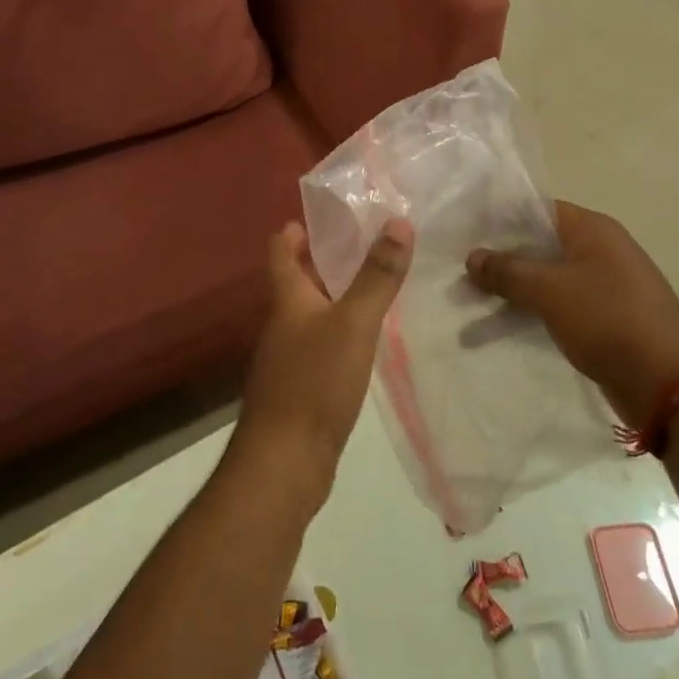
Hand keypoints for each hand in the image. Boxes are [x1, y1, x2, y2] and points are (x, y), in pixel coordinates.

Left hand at [231, 220, 412, 505]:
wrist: (284, 464)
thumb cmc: (314, 383)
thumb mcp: (354, 323)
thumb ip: (377, 276)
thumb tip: (398, 221)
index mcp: (287, 300)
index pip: (280, 250)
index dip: (296, 229)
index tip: (325, 214)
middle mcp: (282, 324)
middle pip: (297, 281)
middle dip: (325, 260)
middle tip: (366, 243)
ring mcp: (289, 358)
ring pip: (312, 314)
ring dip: (336, 296)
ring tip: (375, 285)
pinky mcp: (301, 388)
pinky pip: (322, 345)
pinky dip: (341, 331)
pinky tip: (367, 339)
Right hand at [466, 202, 678, 427]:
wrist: (669, 382)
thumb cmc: (608, 319)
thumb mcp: (550, 290)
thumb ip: (508, 271)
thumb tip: (473, 257)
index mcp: (593, 229)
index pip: (539, 209)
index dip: (501, 218)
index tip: (465, 231)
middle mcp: (600, 250)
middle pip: (540, 244)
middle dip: (501, 258)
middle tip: (460, 270)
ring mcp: (604, 285)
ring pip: (547, 278)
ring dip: (513, 289)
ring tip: (470, 303)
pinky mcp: (604, 318)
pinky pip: (559, 305)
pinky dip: (532, 311)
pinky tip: (500, 326)